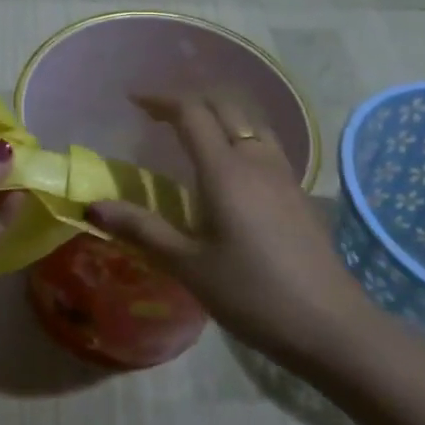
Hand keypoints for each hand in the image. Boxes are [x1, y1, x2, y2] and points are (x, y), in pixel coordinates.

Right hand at [88, 94, 358, 364]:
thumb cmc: (252, 294)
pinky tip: (230, 161)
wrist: (330, 325)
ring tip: (192, 128)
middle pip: (224, 105)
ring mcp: (282, 172)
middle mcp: (255, 158)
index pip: (191, 112)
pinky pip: (264, 140)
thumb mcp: (189, 266)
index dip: (161, 100)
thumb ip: (142, 229)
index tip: (134, 101)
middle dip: (188, 99)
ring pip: (249, 119)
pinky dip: (238, 131)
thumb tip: (93, 205)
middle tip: (158, 113)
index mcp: (225, 170)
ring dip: (218, 111)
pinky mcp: (297, 190)